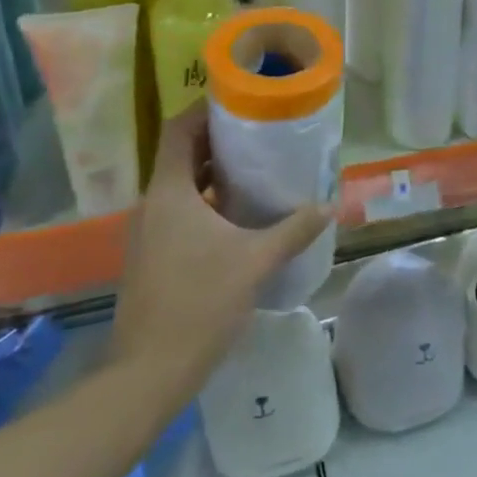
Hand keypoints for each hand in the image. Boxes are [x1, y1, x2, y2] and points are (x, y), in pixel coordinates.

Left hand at [111, 104, 330, 396]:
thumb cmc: (199, 304)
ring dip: (209, 174)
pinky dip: (202, 202)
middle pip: (179, 154)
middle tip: (256, 133)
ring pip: (178, 185)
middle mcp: (151, 203)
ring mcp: (146, 232)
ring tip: (251, 170)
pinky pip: (175, 211)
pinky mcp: (149, 256)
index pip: (179, 129)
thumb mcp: (254, 262)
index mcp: (169, 192)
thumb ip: (293, 230)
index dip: (204, 109)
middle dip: (215, 141)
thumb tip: (329, 205)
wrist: (147, 374)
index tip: (238, 102)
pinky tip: (234, 218)